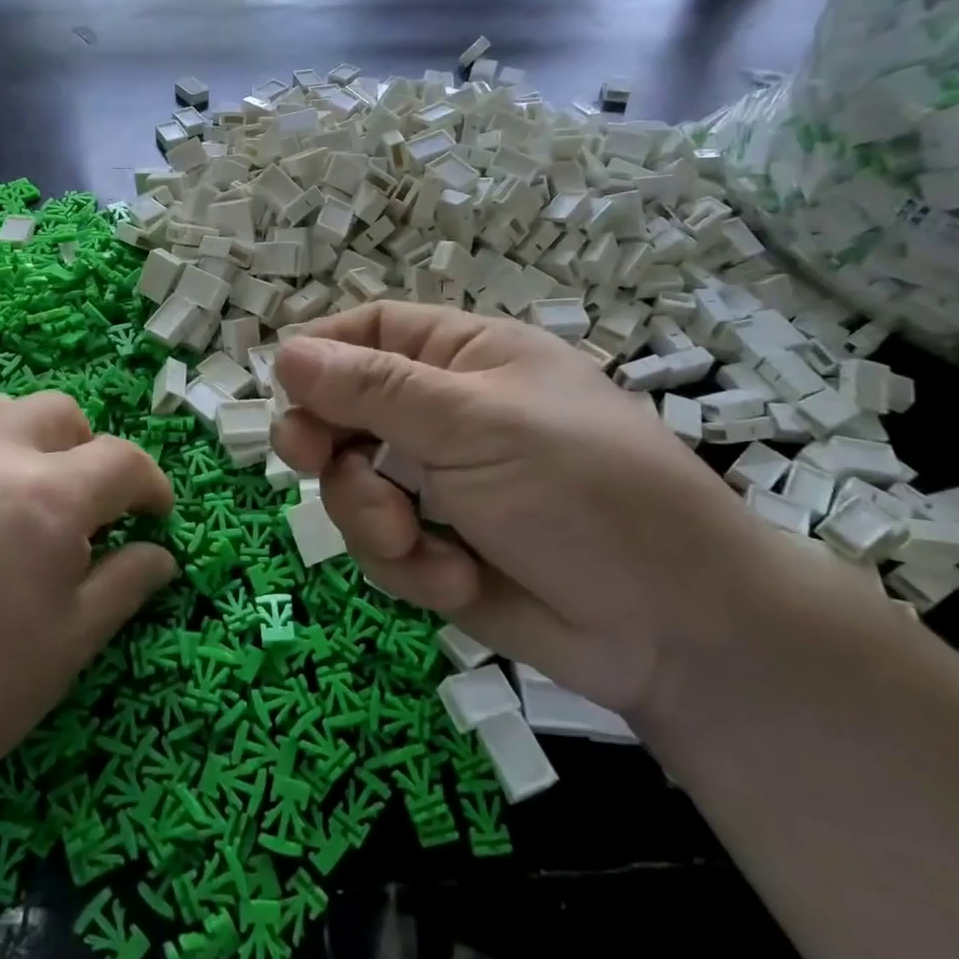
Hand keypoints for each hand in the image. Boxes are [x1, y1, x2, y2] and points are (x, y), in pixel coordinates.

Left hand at [0, 392, 175, 862]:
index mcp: (46, 497)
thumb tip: (161, 553)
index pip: (123, 460)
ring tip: (17, 495)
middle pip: (62, 414)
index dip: (150, 486)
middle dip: (89, 454)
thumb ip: (124, 585)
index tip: (153, 517)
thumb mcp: (65, 650)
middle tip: (81, 512)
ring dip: (27, 440)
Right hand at [271, 301, 786, 725]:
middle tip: (317, 464)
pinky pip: (380, 545)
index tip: (284, 389)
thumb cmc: (582, 491)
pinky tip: (456, 580)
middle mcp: (444, 414)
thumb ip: (374, 389)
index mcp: (464, 357)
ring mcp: (438, 485)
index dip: (322, 354)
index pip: (370, 330)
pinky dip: (406, 566)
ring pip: (351, 486)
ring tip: (419, 543)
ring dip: (373, 518)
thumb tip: (284, 353)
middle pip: (344, 411)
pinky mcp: (436, 548)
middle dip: (329, 446)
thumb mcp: (474, 424)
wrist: (673, 628)